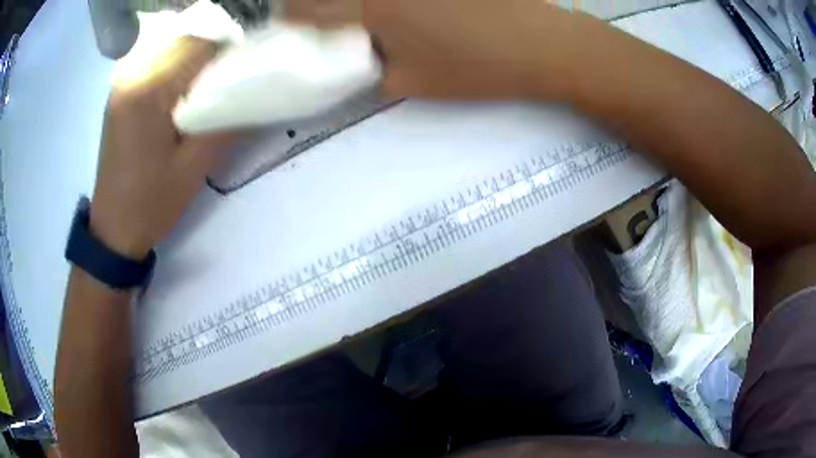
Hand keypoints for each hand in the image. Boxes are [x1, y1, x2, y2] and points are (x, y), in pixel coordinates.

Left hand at [90, 37, 231, 259]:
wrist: (113, 229)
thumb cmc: (151, 203)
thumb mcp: (195, 167)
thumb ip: (225, 122)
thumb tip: (253, 92)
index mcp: (149, 92)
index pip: (199, 48)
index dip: (228, 56)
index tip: (244, 76)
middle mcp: (132, 76)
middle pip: (184, 44)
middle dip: (211, 58)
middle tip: (226, 86)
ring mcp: (123, 84)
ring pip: (170, 51)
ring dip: (193, 64)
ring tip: (204, 93)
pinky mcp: (121, 94)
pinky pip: (155, 65)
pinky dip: (175, 71)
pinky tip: (180, 95)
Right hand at [285, 0, 581, 98]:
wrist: (543, 44)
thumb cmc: (478, 68)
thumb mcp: (412, 83)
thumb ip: (369, 70)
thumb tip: (351, 56)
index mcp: (370, 8)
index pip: (305, 9)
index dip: (290, 18)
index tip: (290, 26)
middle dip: (318, 5)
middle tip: (327, 19)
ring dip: (356, 4)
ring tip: (376, 19)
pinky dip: (392, 3)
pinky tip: (403, 11)